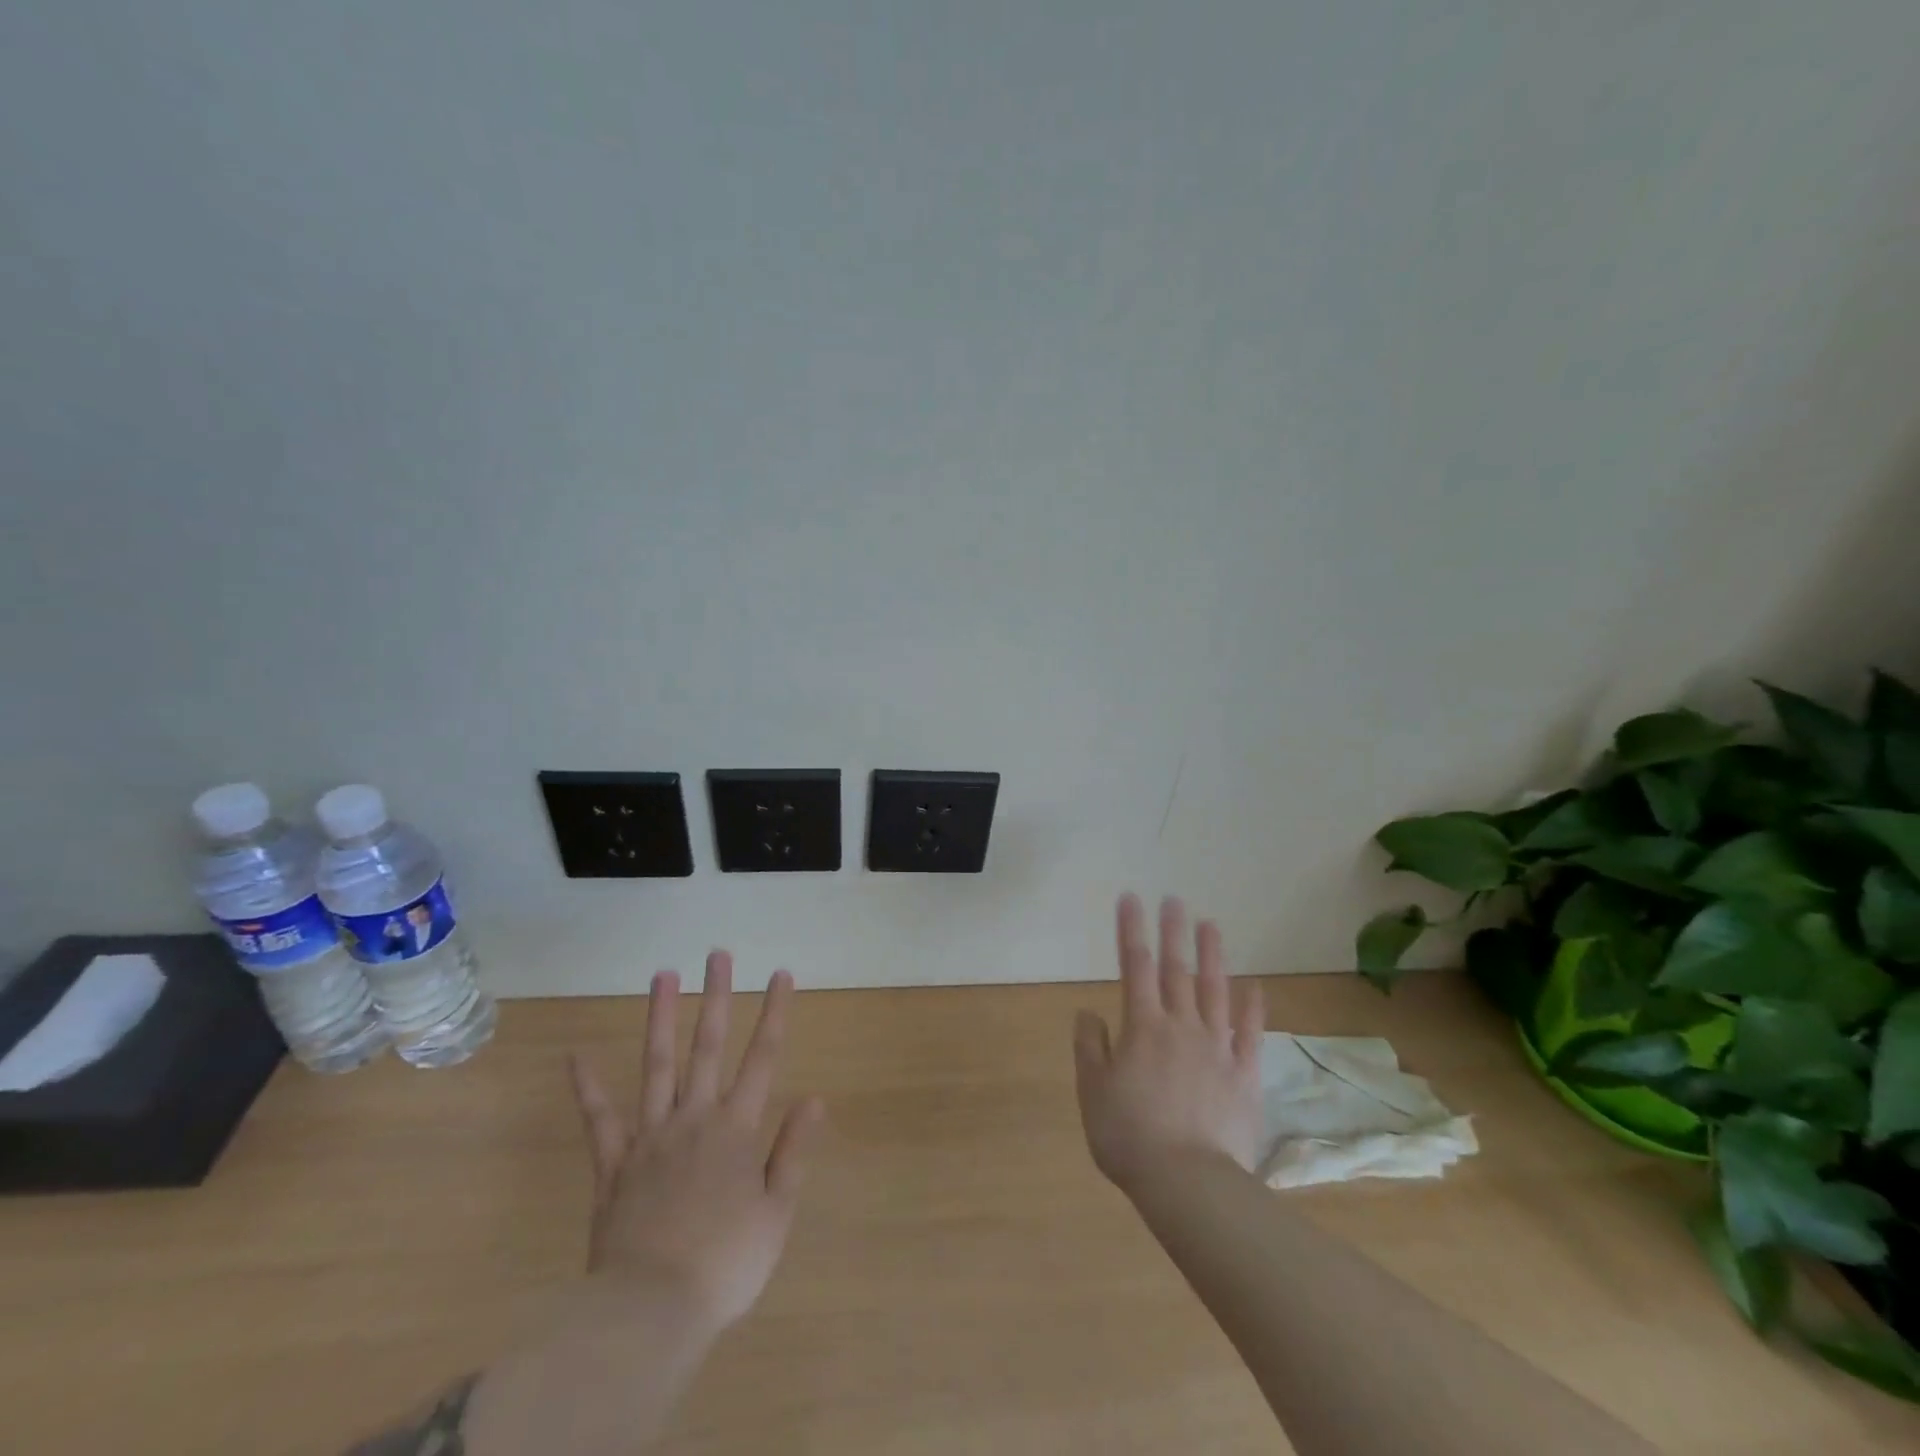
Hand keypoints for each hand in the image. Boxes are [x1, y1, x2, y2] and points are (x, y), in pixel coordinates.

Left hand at [569, 952, 824, 1333]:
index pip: (762, 1058)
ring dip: (659, 1018)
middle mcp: (695, 1118)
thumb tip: (814, 1097)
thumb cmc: (726, 1264)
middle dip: (716, 997)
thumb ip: (793, 1150)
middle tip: (717, 955)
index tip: (781, 974)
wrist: (651, 1311)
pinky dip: (588, 1088)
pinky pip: (599, 1120)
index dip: (774, 1013)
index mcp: (736, 1129)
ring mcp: (650, 1137)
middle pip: (707, 1047)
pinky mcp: (613, 1165)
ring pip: (656, 1066)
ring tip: (661, 975)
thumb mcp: (776, 1212)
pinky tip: (576, 1056)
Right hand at [1073, 894, 1265, 1189]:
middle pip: (1176, 970)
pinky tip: (1255, 986)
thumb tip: (1089, 1012)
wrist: (1189, 1183)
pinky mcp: (1244, 1075)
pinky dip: (1253, 1008)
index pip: (1134, 966)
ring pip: (1214, 992)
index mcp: (1142, 1027)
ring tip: (1211, 925)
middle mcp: (1181, 1026)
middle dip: (1173, 932)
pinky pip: (1250, 1034)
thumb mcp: (1092, 1092)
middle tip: (1174, 900)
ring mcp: (1217, 1048)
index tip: (1131, 899)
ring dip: (1212, 956)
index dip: (1131, 930)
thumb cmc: (1130, 1137)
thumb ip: (1090, 1046)